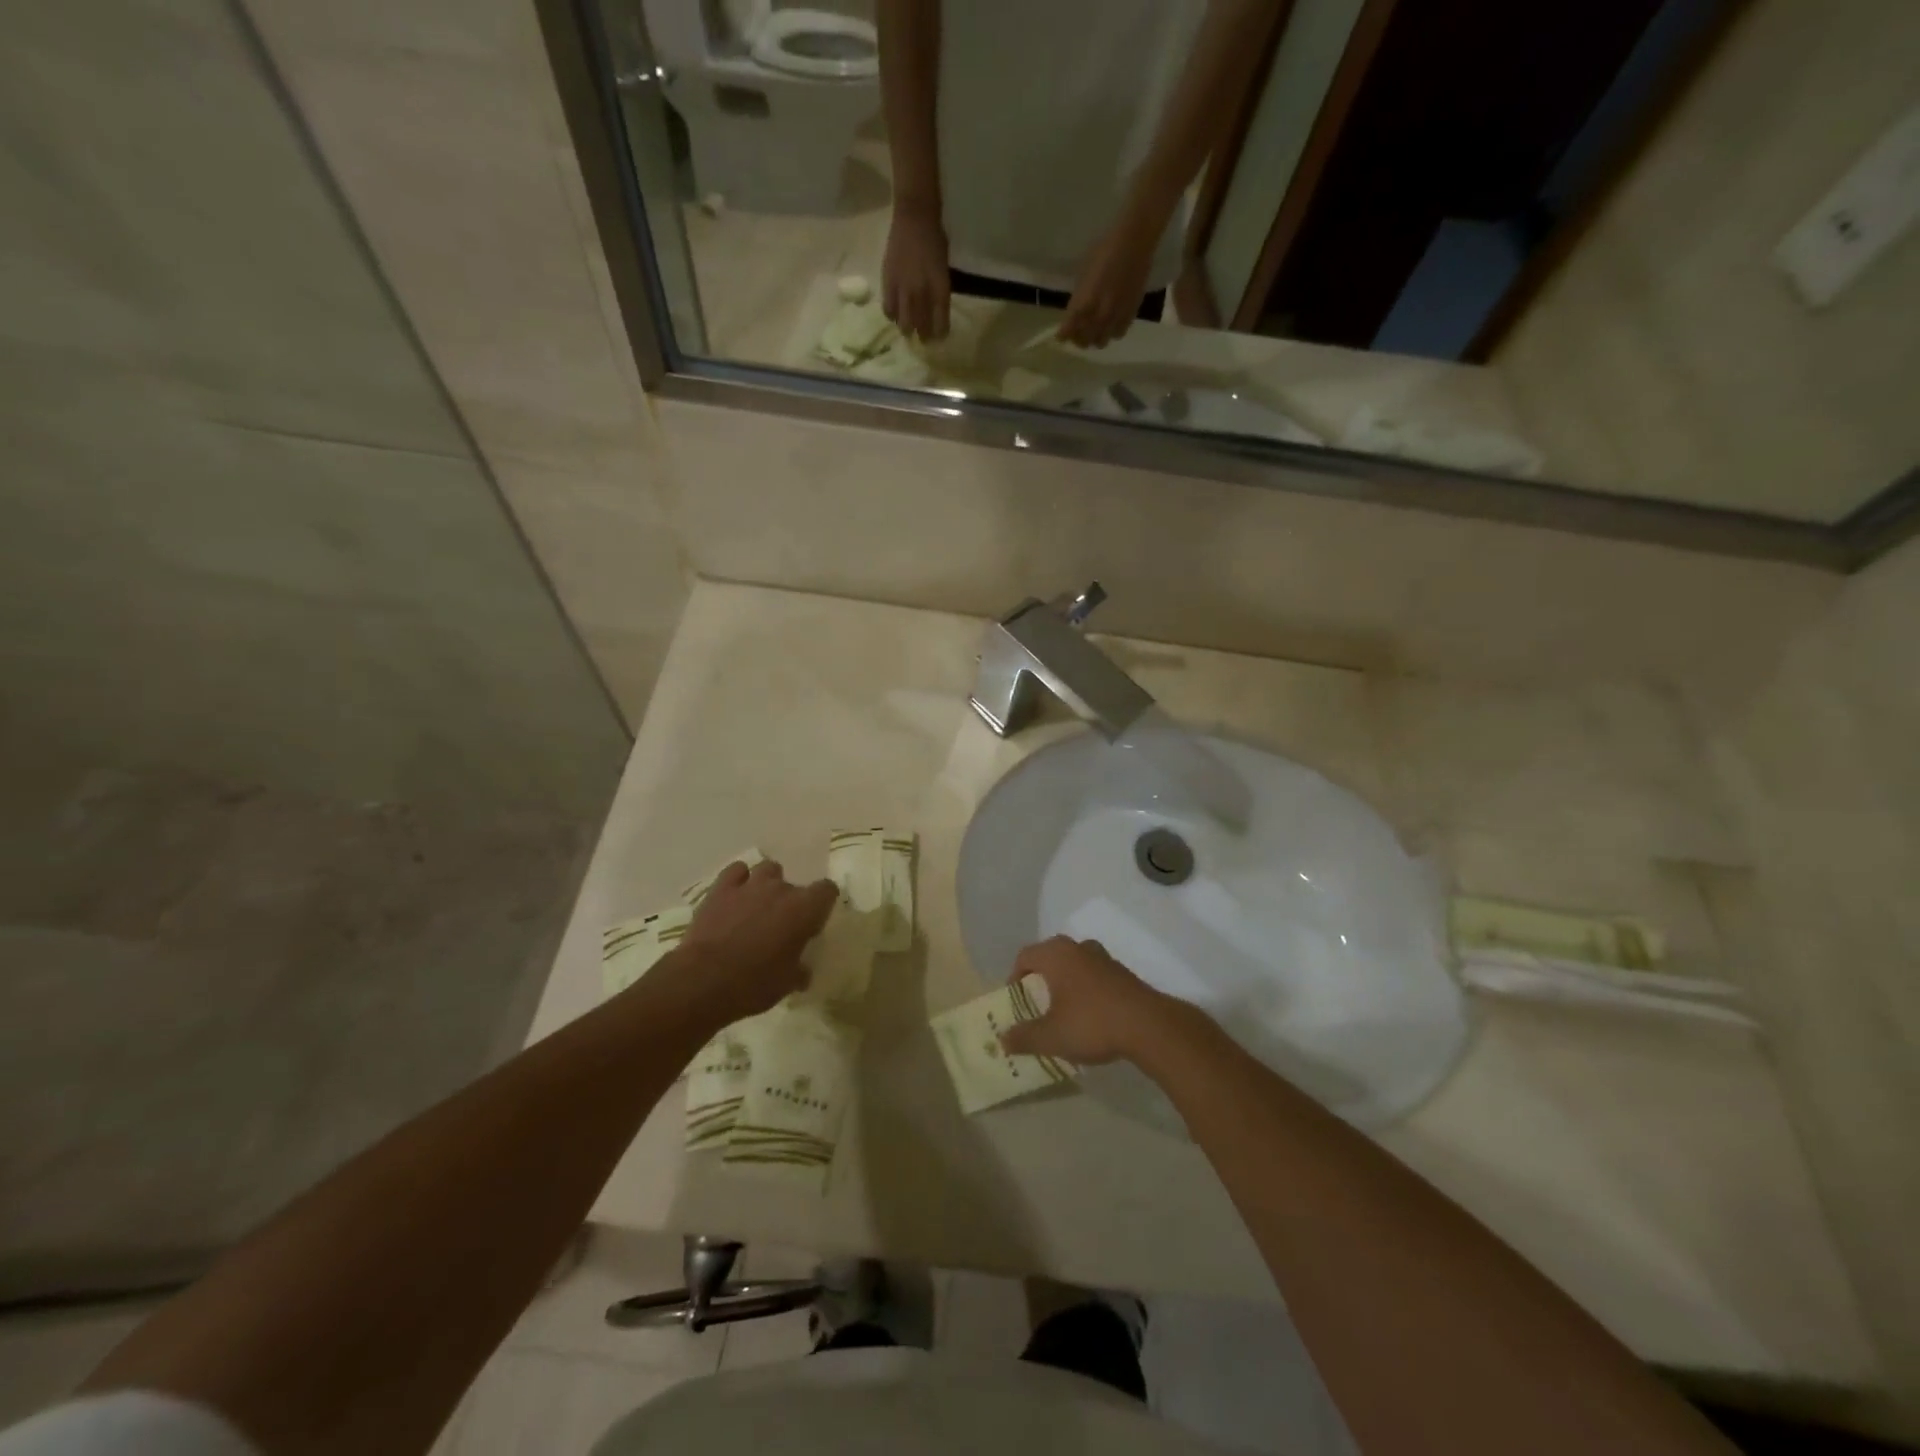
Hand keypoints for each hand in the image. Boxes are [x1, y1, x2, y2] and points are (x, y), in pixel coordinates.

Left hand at [662, 860, 836, 1024]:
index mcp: (805, 909)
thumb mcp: (787, 984)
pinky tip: (735, 896)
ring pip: (767, 869)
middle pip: (795, 884)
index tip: (814, 923)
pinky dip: (739, 879)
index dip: (822, 904)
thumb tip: (803, 972)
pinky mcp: (721, 888)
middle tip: (781, 926)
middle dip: (791, 902)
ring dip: (767, 884)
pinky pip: (736, 871)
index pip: (827, 890)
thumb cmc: (755, 983)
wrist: (704, 980)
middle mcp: (781, 889)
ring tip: (758, 905)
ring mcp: (750, 885)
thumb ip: (800, 971)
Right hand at [882, 206, 950, 341]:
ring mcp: (904, 289)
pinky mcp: (888, 282)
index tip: (939, 338)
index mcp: (940, 289)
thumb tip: (935, 310)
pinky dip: (892, 315)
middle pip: (922, 326)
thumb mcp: (943, 269)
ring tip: (909, 329)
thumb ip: (939, 290)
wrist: (914, 216)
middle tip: (923, 337)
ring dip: (908, 328)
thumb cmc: (934, 239)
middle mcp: (922, 293)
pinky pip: (888, 308)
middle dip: (924, 336)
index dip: (940, 334)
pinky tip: (895, 315)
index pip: (941, 323)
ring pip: (904, 322)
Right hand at [998, 936, 1190, 1065]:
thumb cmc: (1091, 1023)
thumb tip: (1002, 1040)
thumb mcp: (1052, 1036)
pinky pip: (1092, 974)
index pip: (1025, 956)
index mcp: (1056, 954)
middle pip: (1049, 957)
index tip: (1016, 1002)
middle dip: (1039, 979)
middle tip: (1036, 1005)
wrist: (1148, 1025)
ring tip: (1061, 1011)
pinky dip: (1084, 988)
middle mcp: (1078, 947)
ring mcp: (1103, 957)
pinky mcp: (1121, 972)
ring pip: (1073, 964)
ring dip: (1064, 983)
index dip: (1014, 977)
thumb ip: (1024, 1037)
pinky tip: (1089, 1015)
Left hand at [1059, 210, 1160, 348]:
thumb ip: (1078, 298)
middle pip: (1084, 341)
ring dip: (1095, 338)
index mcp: (1083, 304)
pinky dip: (1112, 332)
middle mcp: (1098, 316)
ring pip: (1101, 341)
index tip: (1061, 335)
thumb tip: (1074, 313)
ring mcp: (1115, 317)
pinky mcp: (1130, 314)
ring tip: (1095, 329)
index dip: (1063, 335)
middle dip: (1078, 338)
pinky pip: (1118, 334)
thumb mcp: (1083, 274)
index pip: (1068, 331)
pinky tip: (1111, 324)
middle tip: (1078, 332)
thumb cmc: (1104, 250)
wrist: (1134, 241)